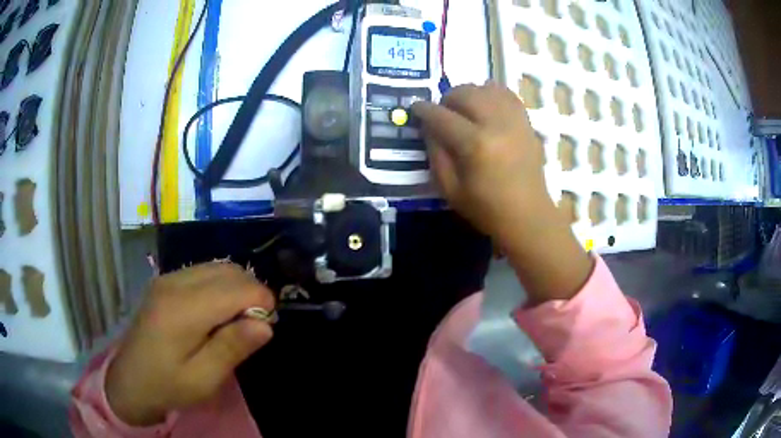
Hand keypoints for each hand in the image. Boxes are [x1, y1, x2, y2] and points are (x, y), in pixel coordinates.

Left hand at [105, 262, 274, 425]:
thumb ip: (232, 348)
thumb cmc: (167, 385)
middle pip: (229, 270)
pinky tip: (216, 312)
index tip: (267, 327)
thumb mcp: (203, 379)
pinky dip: (220, 286)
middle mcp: (175, 283)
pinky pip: (203, 271)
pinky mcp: (165, 282)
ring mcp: (167, 278)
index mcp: (184, 309)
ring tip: (236, 321)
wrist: (129, 381)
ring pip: (217, 267)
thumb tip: (266, 324)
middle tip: (253, 327)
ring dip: (236, 288)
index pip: (237, 287)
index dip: (262, 302)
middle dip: (251, 292)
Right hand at [412, 82, 550, 241]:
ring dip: (469, 94)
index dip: (424, 110)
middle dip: (447, 99)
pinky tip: (486, 106)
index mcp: (475, 145)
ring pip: (486, 88)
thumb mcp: (449, 189)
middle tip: (443, 113)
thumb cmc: (486, 209)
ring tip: (465, 109)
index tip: (415, 108)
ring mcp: (515, 121)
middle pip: (465, 93)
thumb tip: (429, 126)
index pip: (441, 116)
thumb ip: (436, 153)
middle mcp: (496, 125)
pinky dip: (492, 94)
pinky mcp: (527, 123)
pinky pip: (507, 94)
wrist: (528, 216)